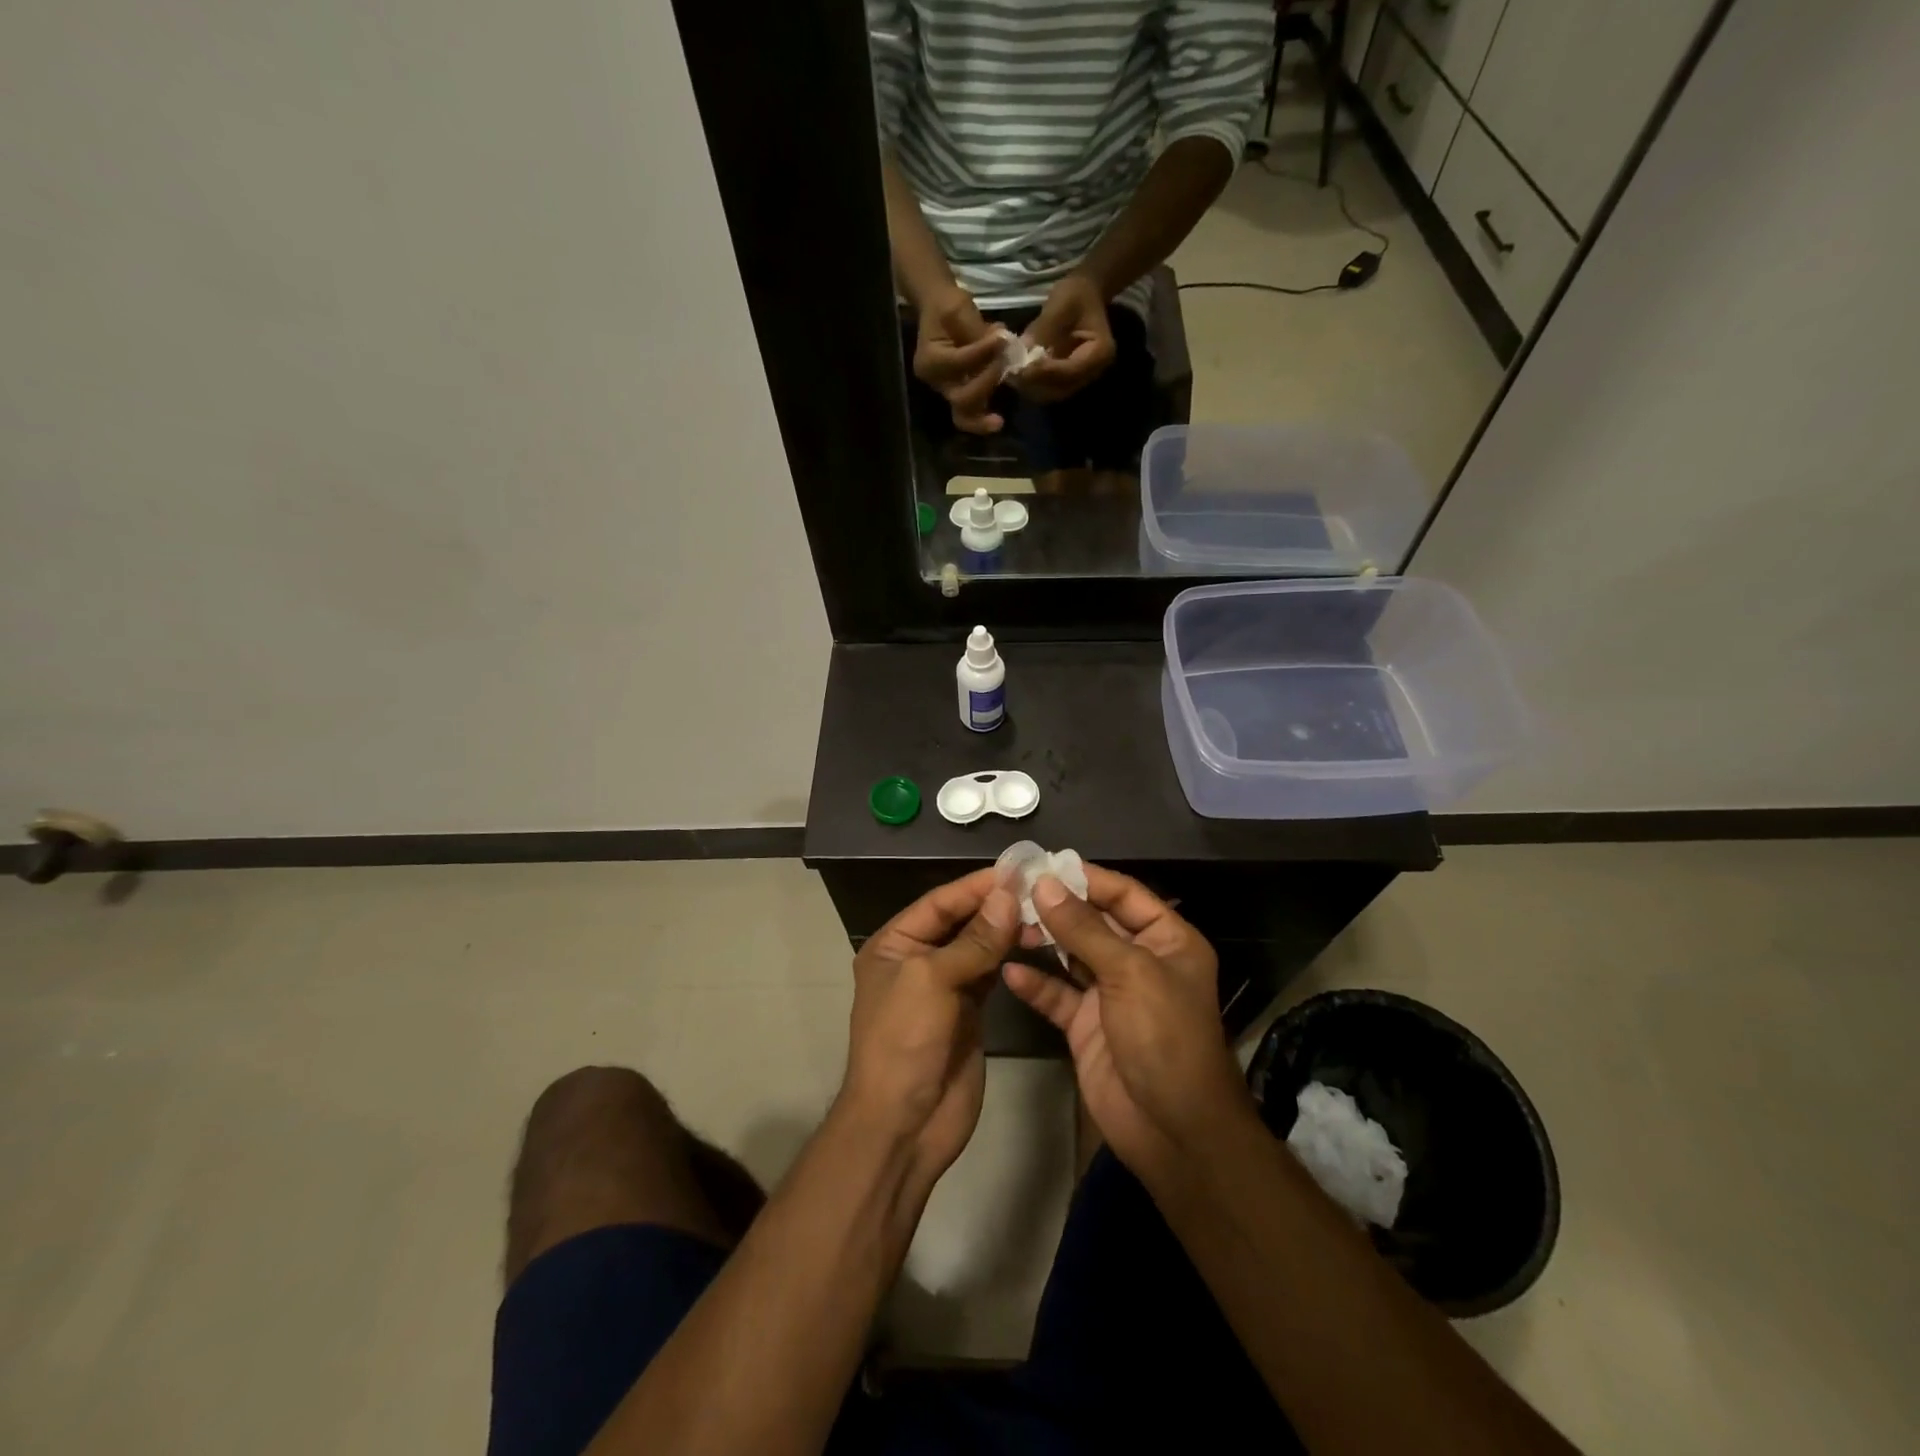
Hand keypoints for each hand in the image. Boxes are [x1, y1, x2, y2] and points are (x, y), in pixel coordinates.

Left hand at [842, 869, 1019, 1189]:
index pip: (940, 903)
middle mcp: (918, 959)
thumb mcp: (933, 981)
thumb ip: (974, 940)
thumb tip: (1009, 895)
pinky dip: (1010, 956)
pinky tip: (1034, 941)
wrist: (904, 1124)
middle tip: (1040, 888)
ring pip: (980, 946)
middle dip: (996, 905)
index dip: (976, 886)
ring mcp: (945, 986)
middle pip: (961, 921)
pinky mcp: (969, 1011)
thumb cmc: (905, 1041)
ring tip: (1044, 912)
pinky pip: (992, 973)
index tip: (1017, 869)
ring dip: (1007, 930)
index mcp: (894, 944)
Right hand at [912, 287, 1007, 433]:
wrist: (937, 310)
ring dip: (982, 417)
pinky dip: (983, 416)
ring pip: (963, 415)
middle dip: (985, 384)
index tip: (1003, 337)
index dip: (982, 352)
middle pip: (960, 398)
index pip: (959, 362)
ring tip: (998, 421)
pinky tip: (996, 420)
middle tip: (1004, 366)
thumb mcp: (959, 308)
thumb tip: (1002, 344)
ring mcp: (947, 390)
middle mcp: (936, 381)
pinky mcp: (958, 393)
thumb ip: (977, 330)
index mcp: (929, 360)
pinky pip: (971, 412)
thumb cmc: (946, 306)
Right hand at [1002, 865, 1248, 1180]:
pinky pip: (1057, 995)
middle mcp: (1139, 960)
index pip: (1124, 894)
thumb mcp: (1129, 973)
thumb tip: (1043, 884)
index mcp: (1167, 940)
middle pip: (1093, 921)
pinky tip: (1009, 971)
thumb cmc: (1165, 1037)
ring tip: (1005, 923)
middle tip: (1012, 891)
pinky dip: (1035, 983)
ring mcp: (1111, 994)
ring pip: (1071, 955)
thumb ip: (1083, 928)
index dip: (1086, 878)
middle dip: (1056, 907)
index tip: (1042, 864)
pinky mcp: (1086, 1025)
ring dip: (1041, 940)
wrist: (1173, 1131)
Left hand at [1015, 273, 1116, 403]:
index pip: (1070, 371)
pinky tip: (1017, 373)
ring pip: (1052, 393)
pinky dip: (1032, 384)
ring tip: (1012, 373)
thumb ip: (1044, 328)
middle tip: (1012, 372)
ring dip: (1031, 386)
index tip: (1022, 367)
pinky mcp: (1068, 380)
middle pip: (1061, 388)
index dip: (1045, 372)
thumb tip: (1023, 349)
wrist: (1084, 295)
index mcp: (1101, 352)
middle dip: (1036, 382)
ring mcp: (1081, 379)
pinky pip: (1048, 389)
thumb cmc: (1076, 294)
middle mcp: (1093, 372)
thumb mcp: (1062, 303)